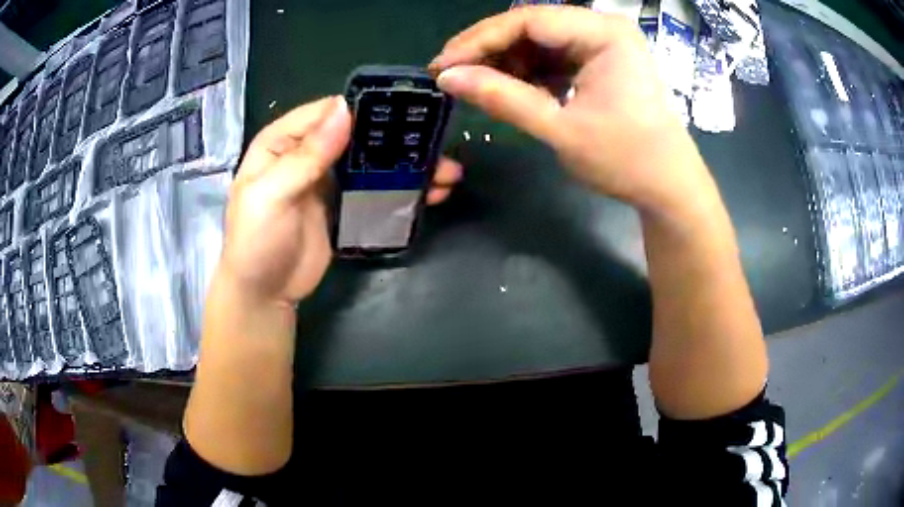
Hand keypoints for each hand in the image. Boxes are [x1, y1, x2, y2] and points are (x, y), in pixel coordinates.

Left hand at [218, 97, 462, 305]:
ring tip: (446, 172)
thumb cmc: (257, 241)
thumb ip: (307, 156)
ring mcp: (327, 180)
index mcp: (282, 142)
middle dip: (396, 137)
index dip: (362, 108)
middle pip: (355, 134)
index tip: (406, 109)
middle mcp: (307, 154)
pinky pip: (375, 189)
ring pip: (371, 161)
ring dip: (406, 164)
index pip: (325, 113)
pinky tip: (431, 192)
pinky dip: (401, 189)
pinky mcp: (344, 206)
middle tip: (437, 143)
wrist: (264, 294)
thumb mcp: (272, 195)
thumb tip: (345, 111)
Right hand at [430, 6, 707, 212]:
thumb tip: (448, 78)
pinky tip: (510, 88)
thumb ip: (502, 98)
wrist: (669, 186)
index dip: (479, 40)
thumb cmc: (626, 160)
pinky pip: (554, 55)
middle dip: (490, 50)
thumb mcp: (560, 129)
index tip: (442, 65)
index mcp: (604, 34)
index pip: (527, 20)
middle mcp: (603, 28)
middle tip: (452, 75)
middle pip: (532, 25)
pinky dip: (529, 71)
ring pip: (539, 40)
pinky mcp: (601, 60)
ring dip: (507, 61)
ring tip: (477, 85)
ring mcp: (603, 43)